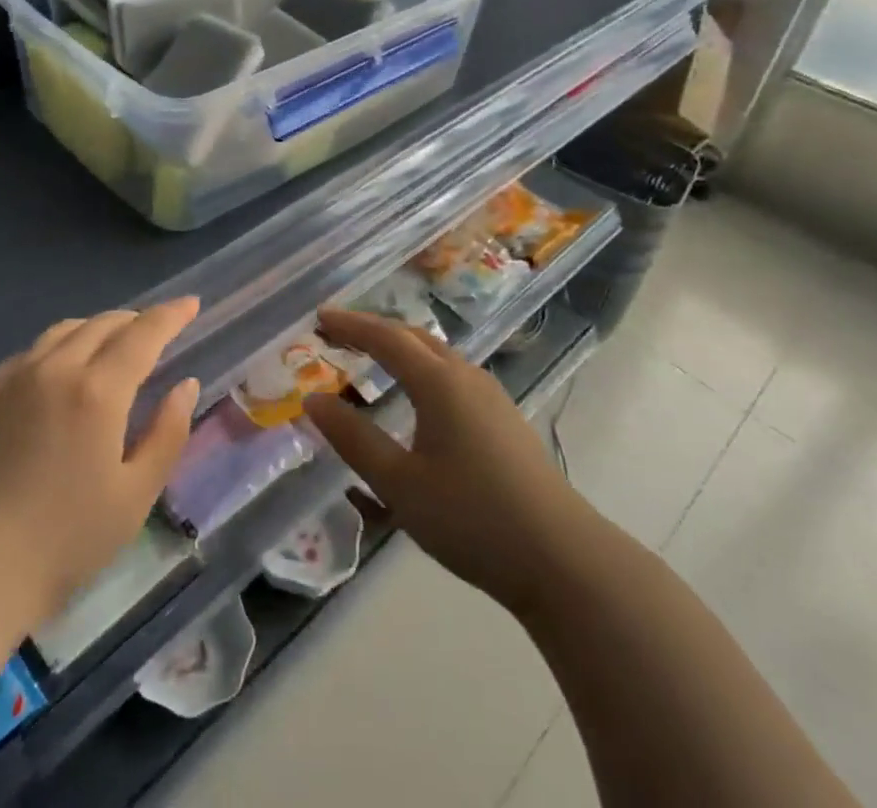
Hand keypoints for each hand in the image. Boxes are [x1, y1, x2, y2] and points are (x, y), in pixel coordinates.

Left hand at [0, 298, 201, 636]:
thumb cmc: (63, 541)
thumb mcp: (134, 496)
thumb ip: (167, 433)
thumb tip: (185, 384)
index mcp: (98, 391)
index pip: (144, 333)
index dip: (171, 315)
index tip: (190, 303)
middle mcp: (55, 367)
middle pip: (103, 324)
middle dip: (135, 321)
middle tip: (153, 332)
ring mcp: (12, 375)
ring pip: (63, 331)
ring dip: (95, 330)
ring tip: (108, 347)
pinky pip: (29, 354)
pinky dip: (56, 351)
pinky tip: (56, 377)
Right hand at [303, 307, 580, 617]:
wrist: (562, 558)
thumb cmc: (472, 518)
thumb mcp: (400, 484)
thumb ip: (354, 439)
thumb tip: (313, 400)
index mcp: (438, 382)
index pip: (385, 337)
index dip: (350, 324)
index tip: (319, 317)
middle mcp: (466, 376)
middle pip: (413, 337)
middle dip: (373, 329)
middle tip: (338, 333)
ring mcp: (491, 396)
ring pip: (437, 354)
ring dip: (400, 348)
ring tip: (371, 357)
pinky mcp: (504, 419)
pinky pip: (452, 374)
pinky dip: (421, 368)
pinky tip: (417, 396)